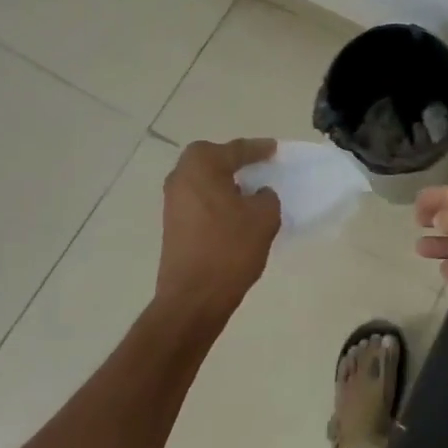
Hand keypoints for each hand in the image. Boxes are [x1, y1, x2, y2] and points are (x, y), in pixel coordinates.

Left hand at [156, 139, 281, 323]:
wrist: (193, 297)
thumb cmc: (230, 248)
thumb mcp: (264, 217)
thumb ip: (266, 197)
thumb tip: (257, 195)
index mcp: (202, 165)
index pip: (236, 150)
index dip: (259, 149)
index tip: (275, 149)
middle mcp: (181, 177)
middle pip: (213, 159)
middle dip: (235, 161)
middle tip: (258, 166)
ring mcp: (172, 201)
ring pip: (204, 181)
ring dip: (225, 182)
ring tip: (249, 191)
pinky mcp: (172, 224)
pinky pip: (199, 200)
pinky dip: (217, 200)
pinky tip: (235, 213)